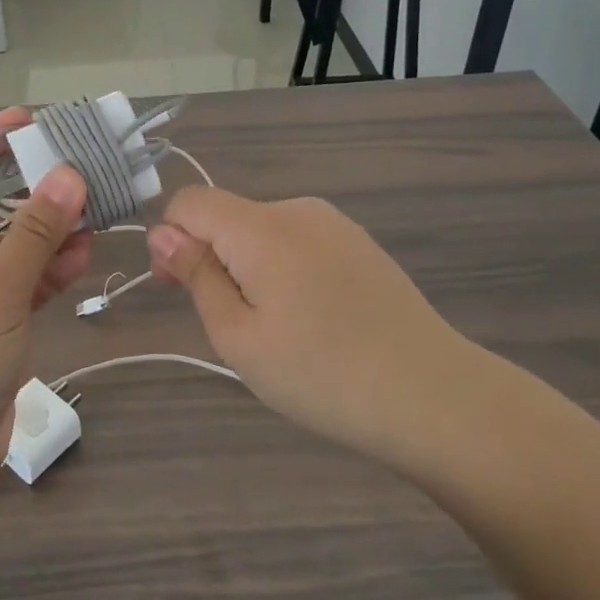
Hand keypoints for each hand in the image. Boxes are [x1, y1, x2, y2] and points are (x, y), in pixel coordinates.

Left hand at [0, 109, 92, 474]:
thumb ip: (35, 232)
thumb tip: (70, 173)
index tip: (30, 120)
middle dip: (27, 188)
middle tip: (72, 162)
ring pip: (6, 245)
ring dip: (45, 230)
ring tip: (90, 207)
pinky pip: (17, 282)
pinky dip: (46, 269)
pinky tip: (82, 254)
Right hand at [146, 187, 492, 475]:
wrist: (436, 398)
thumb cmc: (323, 375)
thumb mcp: (239, 336)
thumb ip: (197, 276)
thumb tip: (164, 233)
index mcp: (262, 228)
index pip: (191, 202)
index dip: (170, 238)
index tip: (175, 288)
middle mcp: (298, 210)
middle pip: (227, 216)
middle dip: (209, 257)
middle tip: (228, 325)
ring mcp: (335, 225)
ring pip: (261, 231)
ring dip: (246, 267)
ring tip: (274, 329)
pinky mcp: (360, 244)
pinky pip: (297, 242)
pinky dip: (282, 270)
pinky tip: (311, 319)